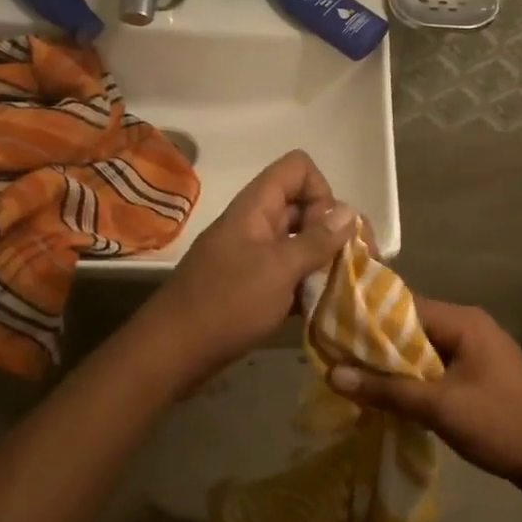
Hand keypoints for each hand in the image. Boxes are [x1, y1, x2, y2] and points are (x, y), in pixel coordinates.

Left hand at [140, 150, 353, 387]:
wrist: (171, 353)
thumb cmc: (226, 303)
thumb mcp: (278, 269)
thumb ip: (316, 240)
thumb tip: (349, 211)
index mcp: (256, 207)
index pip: (298, 169)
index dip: (321, 191)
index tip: (328, 230)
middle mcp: (256, 224)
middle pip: (304, 207)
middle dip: (332, 231)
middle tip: (349, 265)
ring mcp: (253, 256)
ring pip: (299, 243)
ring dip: (323, 262)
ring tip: (342, 290)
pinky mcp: (252, 286)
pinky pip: (288, 273)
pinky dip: (307, 286)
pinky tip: (323, 310)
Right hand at [327, 298, 521, 500]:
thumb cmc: (501, 425)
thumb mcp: (440, 408)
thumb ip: (387, 390)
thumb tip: (332, 374)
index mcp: (463, 321)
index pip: (403, 305)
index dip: (367, 318)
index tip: (332, 331)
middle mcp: (470, 326)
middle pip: (412, 326)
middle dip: (377, 344)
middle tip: (336, 359)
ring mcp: (479, 349)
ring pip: (424, 348)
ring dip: (395, 364)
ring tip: (355, 378)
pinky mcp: (481, 373)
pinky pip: (439, 366)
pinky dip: (415, 377)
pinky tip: (392, 395)